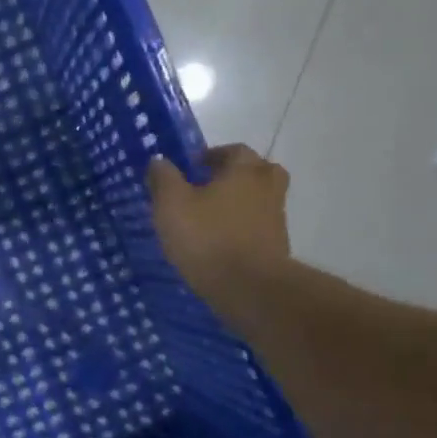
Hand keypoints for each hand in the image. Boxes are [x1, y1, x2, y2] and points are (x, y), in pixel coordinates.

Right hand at [146, 146, 292, 322]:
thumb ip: (163, 178)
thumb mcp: (171, 205)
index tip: (191, 170)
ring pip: (257, 200)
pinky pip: (258, 227)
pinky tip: (221, 243)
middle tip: (206, 190)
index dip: (210, 157)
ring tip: (210, 219)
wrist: (249, 287)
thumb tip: (159, 160)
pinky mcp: (277, 245)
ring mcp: (276, 217)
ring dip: (238, 204)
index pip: (232, 150)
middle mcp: (267, 186)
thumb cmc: (207, 238)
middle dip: (231, 177)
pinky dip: (243, 229)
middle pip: (253, 172)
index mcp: (245, 169)